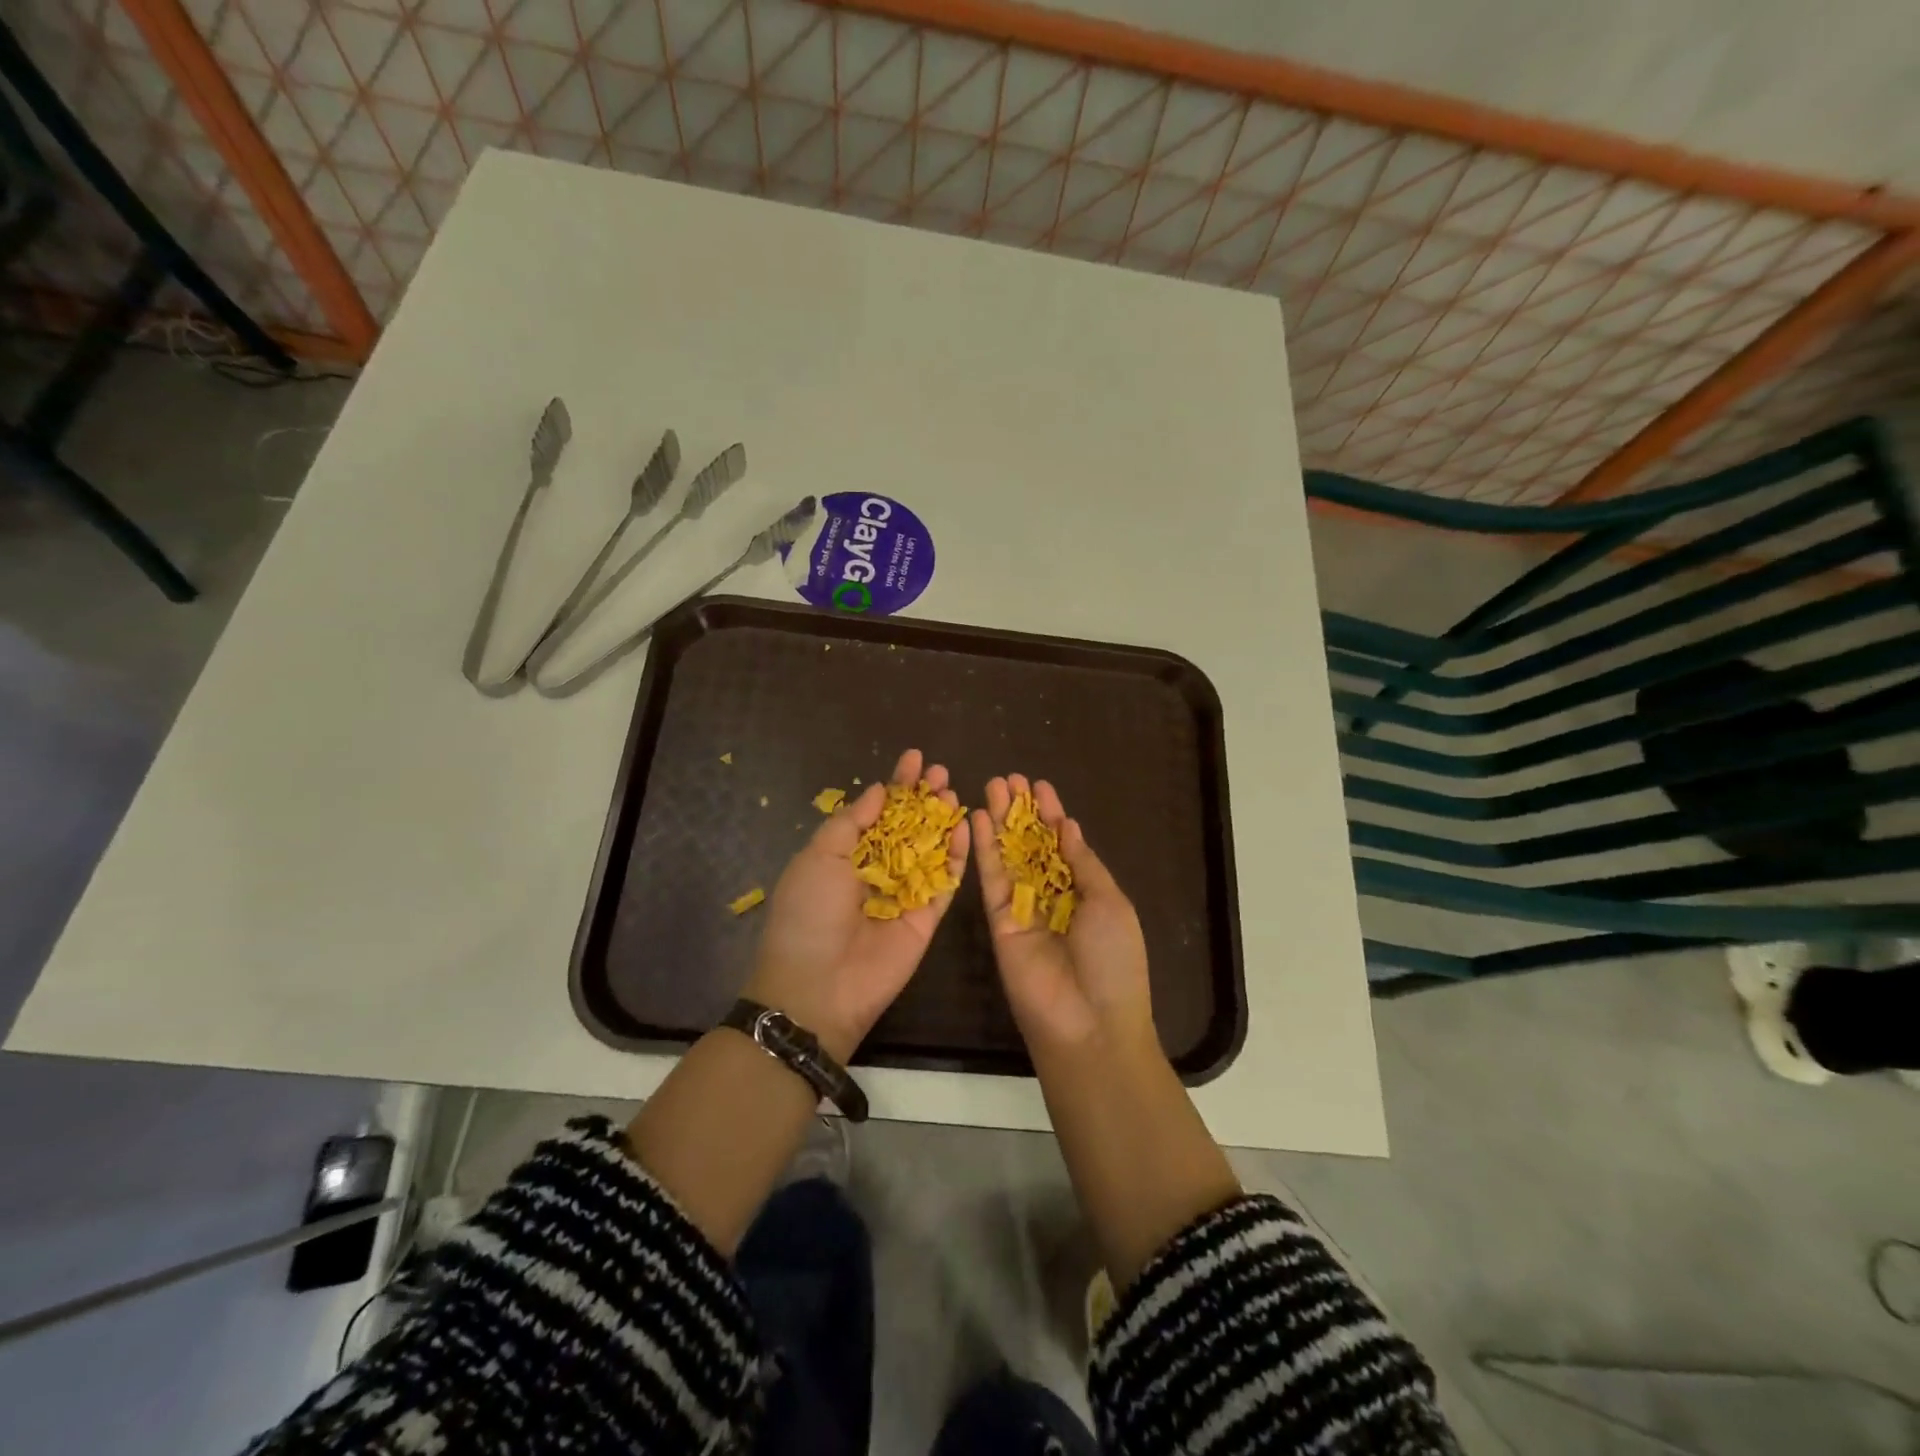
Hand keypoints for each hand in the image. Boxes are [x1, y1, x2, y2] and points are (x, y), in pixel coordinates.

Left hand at [744, 748, 969, 1061]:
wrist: (818, 987)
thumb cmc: (809, 913)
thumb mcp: (819, 857)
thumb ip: (852, 822)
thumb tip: (879, 790)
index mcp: (845, 855)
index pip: (877, 812)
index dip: (896, 784)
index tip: (915, 757)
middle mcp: (877, 871)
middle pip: (908, 827)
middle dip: (923, 798)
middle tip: (941, 772)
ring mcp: (904, 894)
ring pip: (931, 850)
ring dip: (943, 820)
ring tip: (955, 792)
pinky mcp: (927, 919)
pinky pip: (946, 883)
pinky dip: (959, 857)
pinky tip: (966, 828)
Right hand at [972, 776, 1153, 1058]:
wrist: (1088, 1022)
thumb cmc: (1113, 959)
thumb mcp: (1110, 902)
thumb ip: (1083, 863)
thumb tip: (1068, 826)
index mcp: (1085, 892)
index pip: (1063, 844)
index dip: (1051, 814)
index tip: (1039, 785)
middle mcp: (1052, 896)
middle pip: (1032, 845)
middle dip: (1022, 811)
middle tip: (1009, 777)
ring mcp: (1024, 908)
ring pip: (1009, 856)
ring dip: (1001, 821)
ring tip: (992, 784)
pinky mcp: (998, 921)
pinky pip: (991, 879)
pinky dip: (985, 849)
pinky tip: (980, 818)